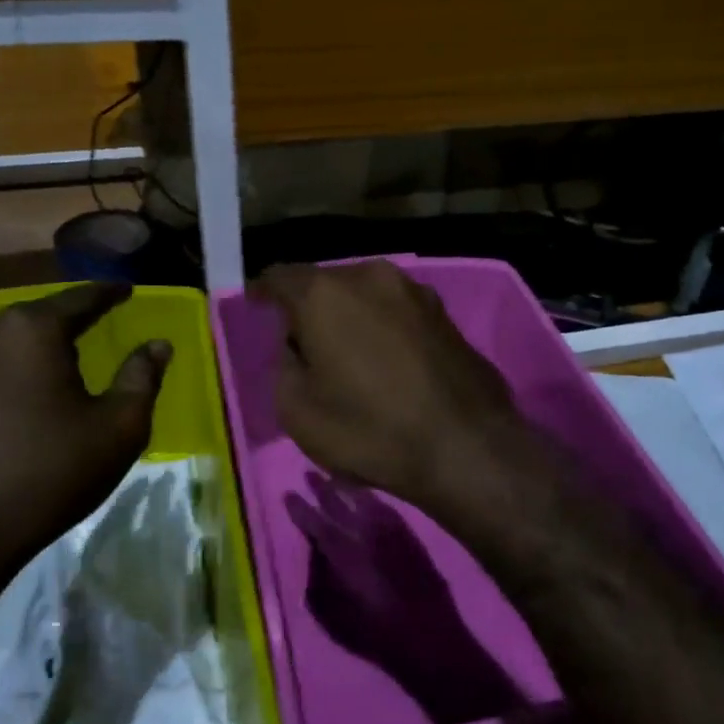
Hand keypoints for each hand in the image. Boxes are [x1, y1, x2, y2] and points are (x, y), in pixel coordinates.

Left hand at [0, 283, 170, 618]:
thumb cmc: (49, 475)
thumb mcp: (118, 427)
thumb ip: (142, 377)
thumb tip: (158, 345)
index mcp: (31, 329)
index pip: (80, 299)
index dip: (109, 294)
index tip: (126, 289)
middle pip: (38, 318)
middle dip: (68, 323)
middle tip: (95, 329)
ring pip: (5, 342)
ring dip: (33, 350)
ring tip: (58, 363)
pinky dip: (5, 372)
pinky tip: (19, 394)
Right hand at [256, 262, 527, 508]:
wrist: (466, 447)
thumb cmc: (370, 429)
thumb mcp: (297, 410)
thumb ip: (286, 365)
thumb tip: (300, 347)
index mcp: (325, 293)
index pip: (281, 277)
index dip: (264, 292)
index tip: (257, 306)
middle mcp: (370, 276)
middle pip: (326, 283)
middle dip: (311, 307)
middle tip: (305, 343)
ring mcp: (415, 291)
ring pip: (366, 295)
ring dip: (351, 316)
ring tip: (349, 353)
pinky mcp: (445, 314)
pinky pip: (397, 312)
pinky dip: (383, 327)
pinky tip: (387, 361)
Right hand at [289, 476, 523, 723]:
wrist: (427, 636)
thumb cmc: (373, 633)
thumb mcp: (331, 615)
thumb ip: (318, 579)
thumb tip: (315, 554)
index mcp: (341, 552)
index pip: (314, 522)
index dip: (299, 508)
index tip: (288, 494)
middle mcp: (364, 532)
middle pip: (338, 502)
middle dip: (321, 487)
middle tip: (308, 473)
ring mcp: (390, 530)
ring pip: (364, 499)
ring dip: (347, 487)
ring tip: (334, 478)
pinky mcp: (410, 534)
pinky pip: (387, 507)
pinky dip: (373, 498)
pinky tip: (368, 496)